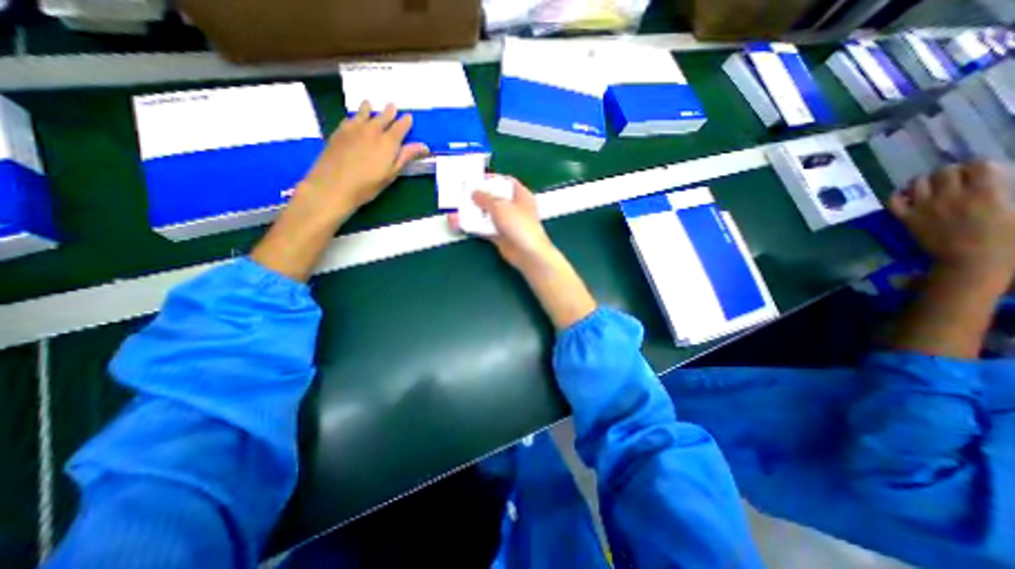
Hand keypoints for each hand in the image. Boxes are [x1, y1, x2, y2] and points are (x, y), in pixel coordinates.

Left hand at [298, 100, 428, 214]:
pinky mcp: (339, 131)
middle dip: (389, 111)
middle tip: (392, 106)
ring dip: (370, 108)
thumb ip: (406, 156)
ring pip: (364, 112)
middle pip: (383, 116)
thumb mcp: (391, 173)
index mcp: (388, 142)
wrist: (334, 185)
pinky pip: (350, 118)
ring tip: (370, 104)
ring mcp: (354, 128)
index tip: (409, 117)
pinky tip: (355, 118)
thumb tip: (424, 146)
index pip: (401, 126)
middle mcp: (372, 130)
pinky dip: (356, 116)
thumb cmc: (368, 184)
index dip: (406, 121)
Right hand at [451, 175, 596, 328]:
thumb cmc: (519, 225)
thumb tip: (474, 193)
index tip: (476, 179)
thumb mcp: (501, 206)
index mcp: (521, 195)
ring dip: (473, 212)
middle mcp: (514, 207)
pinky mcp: (500, 236)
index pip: (506, 182)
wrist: (527, 254)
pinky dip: (474, 226)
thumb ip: (485, 198)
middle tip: (462, 194)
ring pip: (487, 214)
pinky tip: (460, 223)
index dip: (492, 179)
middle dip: (478, 197)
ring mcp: (507, 223)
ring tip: (456, 209)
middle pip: (494, 198)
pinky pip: (485, 228)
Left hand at [891, 159, 1014, 284]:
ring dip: (924, 181)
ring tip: (932, 186)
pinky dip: (898, 195)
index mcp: (985, 192)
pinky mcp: (906, 218)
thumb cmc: (1007, 238)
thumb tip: (998, 185)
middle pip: (944, 171)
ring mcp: (923, 207)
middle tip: (955, 180)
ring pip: (916, 183)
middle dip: (951, 172)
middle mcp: (950, 196)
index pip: (977, 164)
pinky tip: (907, 196)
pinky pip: (893, 201)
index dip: (979, 165)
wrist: (972, 260)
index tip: (981, 172)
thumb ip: (1005, 192)